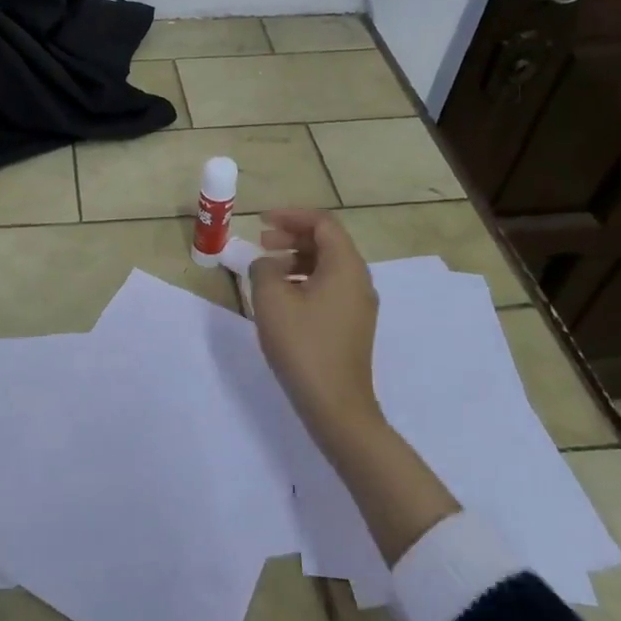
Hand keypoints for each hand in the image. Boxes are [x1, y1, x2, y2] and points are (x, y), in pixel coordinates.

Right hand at [251, 210, 460, 562]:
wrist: (335, 405)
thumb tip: (266, 264)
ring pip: (327, 265)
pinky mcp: (352, 324)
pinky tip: (282, 298)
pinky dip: (304, 280)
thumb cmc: (303, 345)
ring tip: (266, 270)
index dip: (291, 215)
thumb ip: (263, 269)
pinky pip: (329, 287)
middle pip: (327, 242)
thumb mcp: (271, 299)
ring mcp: (358, 304)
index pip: (323, 223)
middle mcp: (359, 279)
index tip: (261, 221)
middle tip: (261, 242)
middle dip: (292, 235)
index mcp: (346, 266)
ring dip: (296, 258)